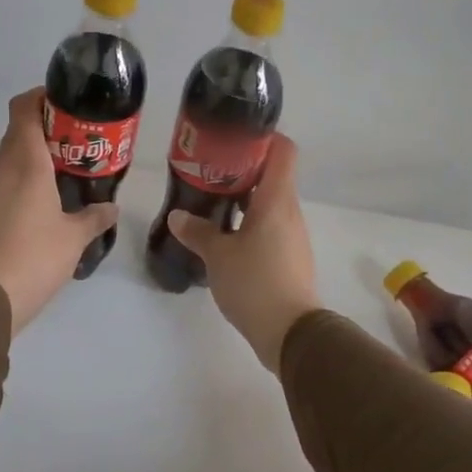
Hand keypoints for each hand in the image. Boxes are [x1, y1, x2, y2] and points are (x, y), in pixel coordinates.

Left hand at [0, 88, 118, 334]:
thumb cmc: (34, 256)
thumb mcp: (74, 238)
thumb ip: (94, 218)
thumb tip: (111, 208)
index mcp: (26, 162)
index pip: (25, 108)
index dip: (42, 96)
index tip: (66, 101)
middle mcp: (3, 168)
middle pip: (20, 130)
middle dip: (47, 127)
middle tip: (79, 139)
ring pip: (12, 156)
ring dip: (35, 154)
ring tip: (67, 167)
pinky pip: (6, 180)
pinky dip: (25, 178)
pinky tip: (46, 198)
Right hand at [167, 135, 321, 372]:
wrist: (291, 333)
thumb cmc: (255, 283)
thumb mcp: (218, 256)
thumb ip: (198, 232)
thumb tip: (178, 217)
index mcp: (276, 200)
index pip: (283, 151)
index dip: (263, 138)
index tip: (234, 139)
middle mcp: (289, 211)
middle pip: (272, 175)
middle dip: (242, 169)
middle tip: (209, 171)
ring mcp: (292, 235)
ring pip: (269, 203)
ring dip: (244, 199)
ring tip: (211, 202)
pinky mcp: (289, 257)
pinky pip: (269, 227)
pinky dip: (249, 223)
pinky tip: (224, 236)